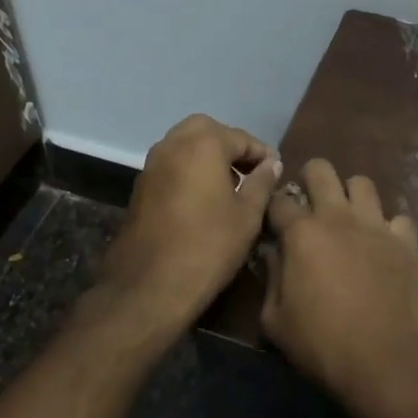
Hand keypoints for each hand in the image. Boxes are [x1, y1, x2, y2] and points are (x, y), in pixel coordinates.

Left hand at [102, 114, 280, 334]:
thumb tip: (271, 164)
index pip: (241, 138)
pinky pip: (171, 164)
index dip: (262, 154)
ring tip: (230, 186)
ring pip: (185, 145)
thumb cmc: (208, 246)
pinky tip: (204, 198)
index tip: (276, 172)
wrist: (149, 285)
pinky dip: (190, 169)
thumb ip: (262, 183)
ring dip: (208, 156)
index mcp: (203, 144)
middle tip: (250, 172)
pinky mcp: (141, 186)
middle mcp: (173, 144)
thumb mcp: (247, 215)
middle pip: (208, 131)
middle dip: (231, 146)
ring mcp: (152, 164)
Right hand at [262, 159, 417, 417]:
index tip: (275, 225)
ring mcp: (376, 225)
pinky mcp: (405, 241)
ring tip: (348, 218)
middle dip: (311, 179)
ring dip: (351, 195)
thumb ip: (271, 280)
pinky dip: (389, 227)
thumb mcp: (275, 321)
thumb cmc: (322, 345)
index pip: (279, 201)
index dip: (274, 210)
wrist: (387, 360)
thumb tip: (274, 256)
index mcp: (301, 233)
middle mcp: (338, 216)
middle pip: (321, 170)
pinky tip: (384, 245)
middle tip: (310, 205)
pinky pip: (398, 217)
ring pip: (362, 183)